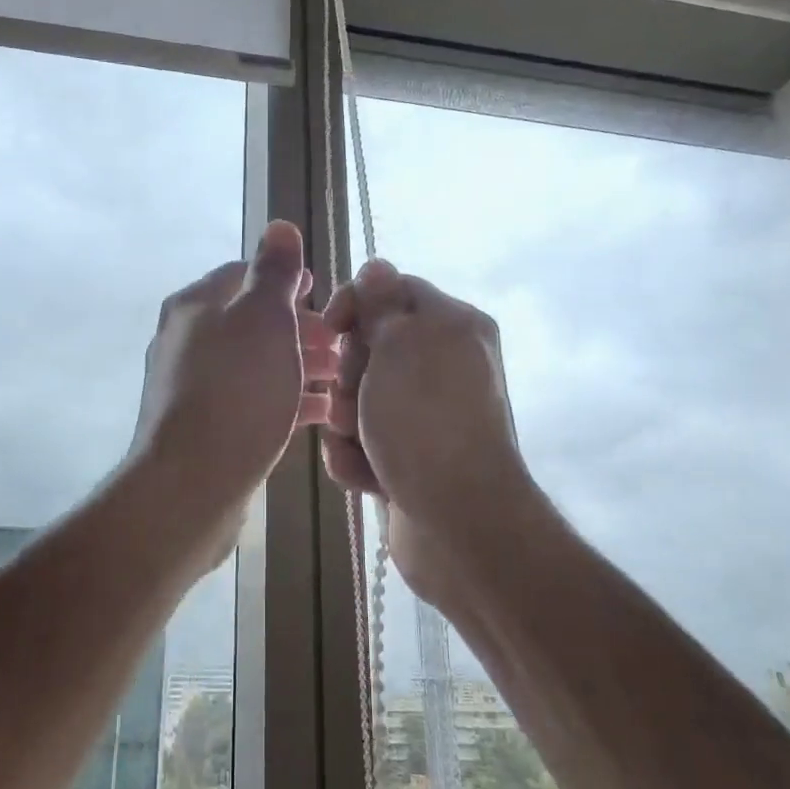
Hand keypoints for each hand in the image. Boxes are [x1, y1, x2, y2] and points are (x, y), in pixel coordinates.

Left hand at [128, 221, 337, 544]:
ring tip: (340, 378)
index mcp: (196, 305)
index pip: (244, 274)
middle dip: (300, 329)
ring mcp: (193, 386)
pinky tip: (320, 412)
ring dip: (297, 365)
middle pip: (251, 322)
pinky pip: (251, 401)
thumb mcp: (263, 319)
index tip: (326, 297)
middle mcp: (188, 340)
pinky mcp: (205, 426)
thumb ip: (274, 272)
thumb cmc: (236, 391)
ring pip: (255, 363)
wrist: (192, 483)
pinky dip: (285, 400)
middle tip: (342, 345)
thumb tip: (280, 226)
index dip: (288, 282)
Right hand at [321, 260, 533, 602]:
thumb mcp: (402, 345)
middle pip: (369, 347)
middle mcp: (443, 366)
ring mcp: (425, 416)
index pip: (393, 291)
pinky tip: (368, 476)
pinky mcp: (408, 458)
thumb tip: (376, 266)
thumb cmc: (425, 421)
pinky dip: (357, 458)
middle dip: (350, 374)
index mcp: (452, 327)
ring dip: (348, 423)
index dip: (356, 304)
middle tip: (356, 398)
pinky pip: (363, 442)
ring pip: (358, 399)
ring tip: (363, 446)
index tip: (332, 328)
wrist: (456, 522)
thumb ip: (383, 302)